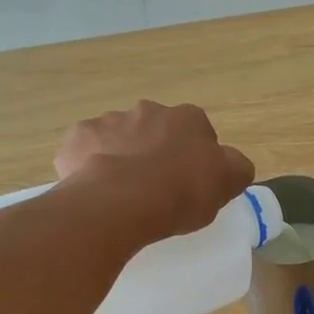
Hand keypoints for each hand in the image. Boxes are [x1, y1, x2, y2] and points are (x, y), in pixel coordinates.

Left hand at [55, 102, 254, 241]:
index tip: (189, 183)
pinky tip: (95, 190)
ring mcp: (109, 120)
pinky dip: (89, 165)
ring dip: (122, 157)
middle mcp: (148, 110)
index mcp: (188, 119)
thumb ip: (235, 167)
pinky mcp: (78, 138)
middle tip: (155, 188)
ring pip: (119, 138)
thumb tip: (233, 162)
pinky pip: (86, 151)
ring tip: (123, 194)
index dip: (194, 158)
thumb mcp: (226, 184)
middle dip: (155, 151)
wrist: (123, 202)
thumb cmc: (182, 193)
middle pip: (155, 131)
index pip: (197, 133)